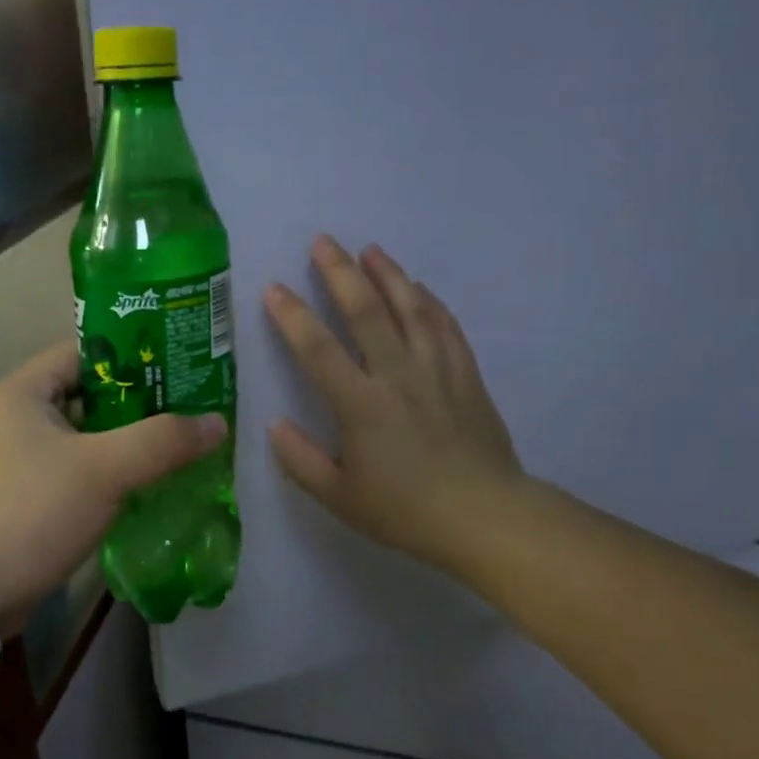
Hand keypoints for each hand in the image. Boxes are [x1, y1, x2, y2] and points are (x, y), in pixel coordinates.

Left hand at [0, 343, 226, 635]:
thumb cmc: (30, 512)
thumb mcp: (104, 470)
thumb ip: (163, 441)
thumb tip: (217, 422)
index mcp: (21, 392)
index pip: (86, 353)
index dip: (133, 357)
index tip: (180, 370)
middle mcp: (11, 417)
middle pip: (87, 395)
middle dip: (138, 404)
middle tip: (188, 411)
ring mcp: (10, 459)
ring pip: (81, 437)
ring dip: (123, 443)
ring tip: (176, 447)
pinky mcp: (16, 497)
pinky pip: (70, 471)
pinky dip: (103, 474)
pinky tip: (141, 487)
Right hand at [265, 236, 525, 575]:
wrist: (485, 517)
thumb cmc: (406, 510)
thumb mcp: (340, 497)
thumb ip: (300, 460)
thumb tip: (273, 425)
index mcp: (360, 404)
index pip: (318, 349)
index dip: (292, 316)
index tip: (274, 288)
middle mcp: (397, 375)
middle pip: (366, 311)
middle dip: (341, 272)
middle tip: (323, 241)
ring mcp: (436, 370)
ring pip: (411, 309)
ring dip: (389, 275)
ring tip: (370, 249)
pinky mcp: (466, 375)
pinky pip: (446, 327)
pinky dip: (430, 302)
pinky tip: (419, 288)